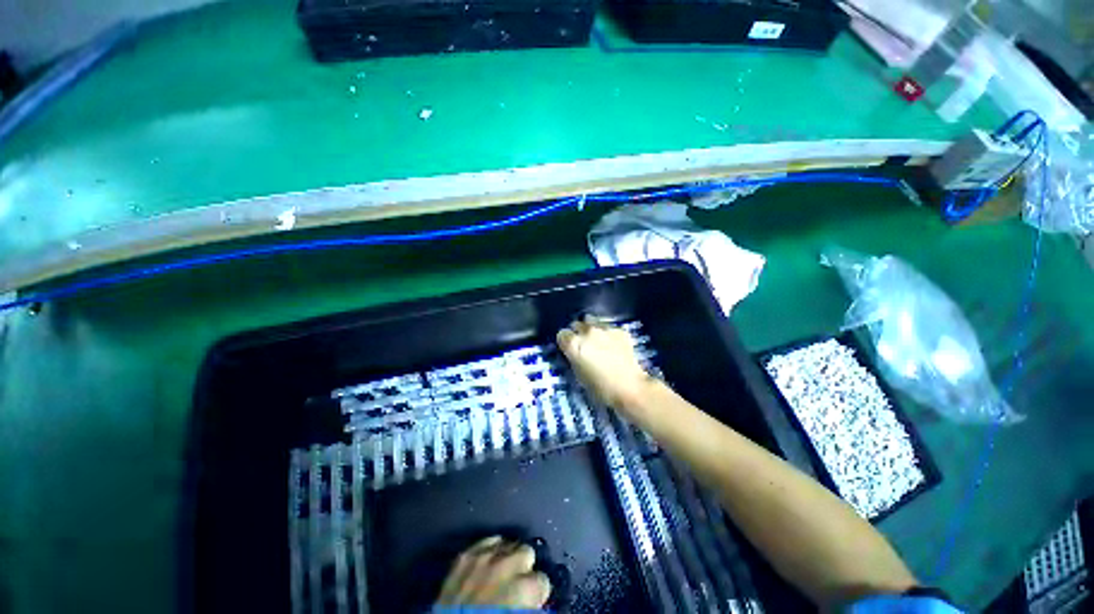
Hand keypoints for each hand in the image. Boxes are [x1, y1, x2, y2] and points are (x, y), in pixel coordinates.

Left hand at [435, 536, 551, 608]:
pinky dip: (489, 551)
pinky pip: (484, 542)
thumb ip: (528, 602)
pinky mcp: (464, 555)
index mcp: (523, 588)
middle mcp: (506, 565)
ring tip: (502, 571)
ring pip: (507, 542)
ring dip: (507, 556)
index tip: (531, 600)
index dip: (537, 593)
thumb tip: (533, 598)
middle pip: (527, 551)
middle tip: (517, 584)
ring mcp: (483, 557)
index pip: (543, 580)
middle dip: (524, 567)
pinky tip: (487, 563)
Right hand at [556, 316, 653, 412]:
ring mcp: (604, 328)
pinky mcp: (619, 330)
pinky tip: (614, 345)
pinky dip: (608, 334)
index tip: (569, 349)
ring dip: (592, 329)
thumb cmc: (600, 388)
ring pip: (592, 321)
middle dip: (578, 333)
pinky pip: (609, 327)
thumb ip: (573, 359)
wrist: (630, 388)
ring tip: (598, 341)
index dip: (565, 342)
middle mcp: (587, 331)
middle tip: (584, 345)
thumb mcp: (579, 376)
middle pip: (576, 324)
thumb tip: (574, 353)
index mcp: (574, 344)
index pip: (562, 335)